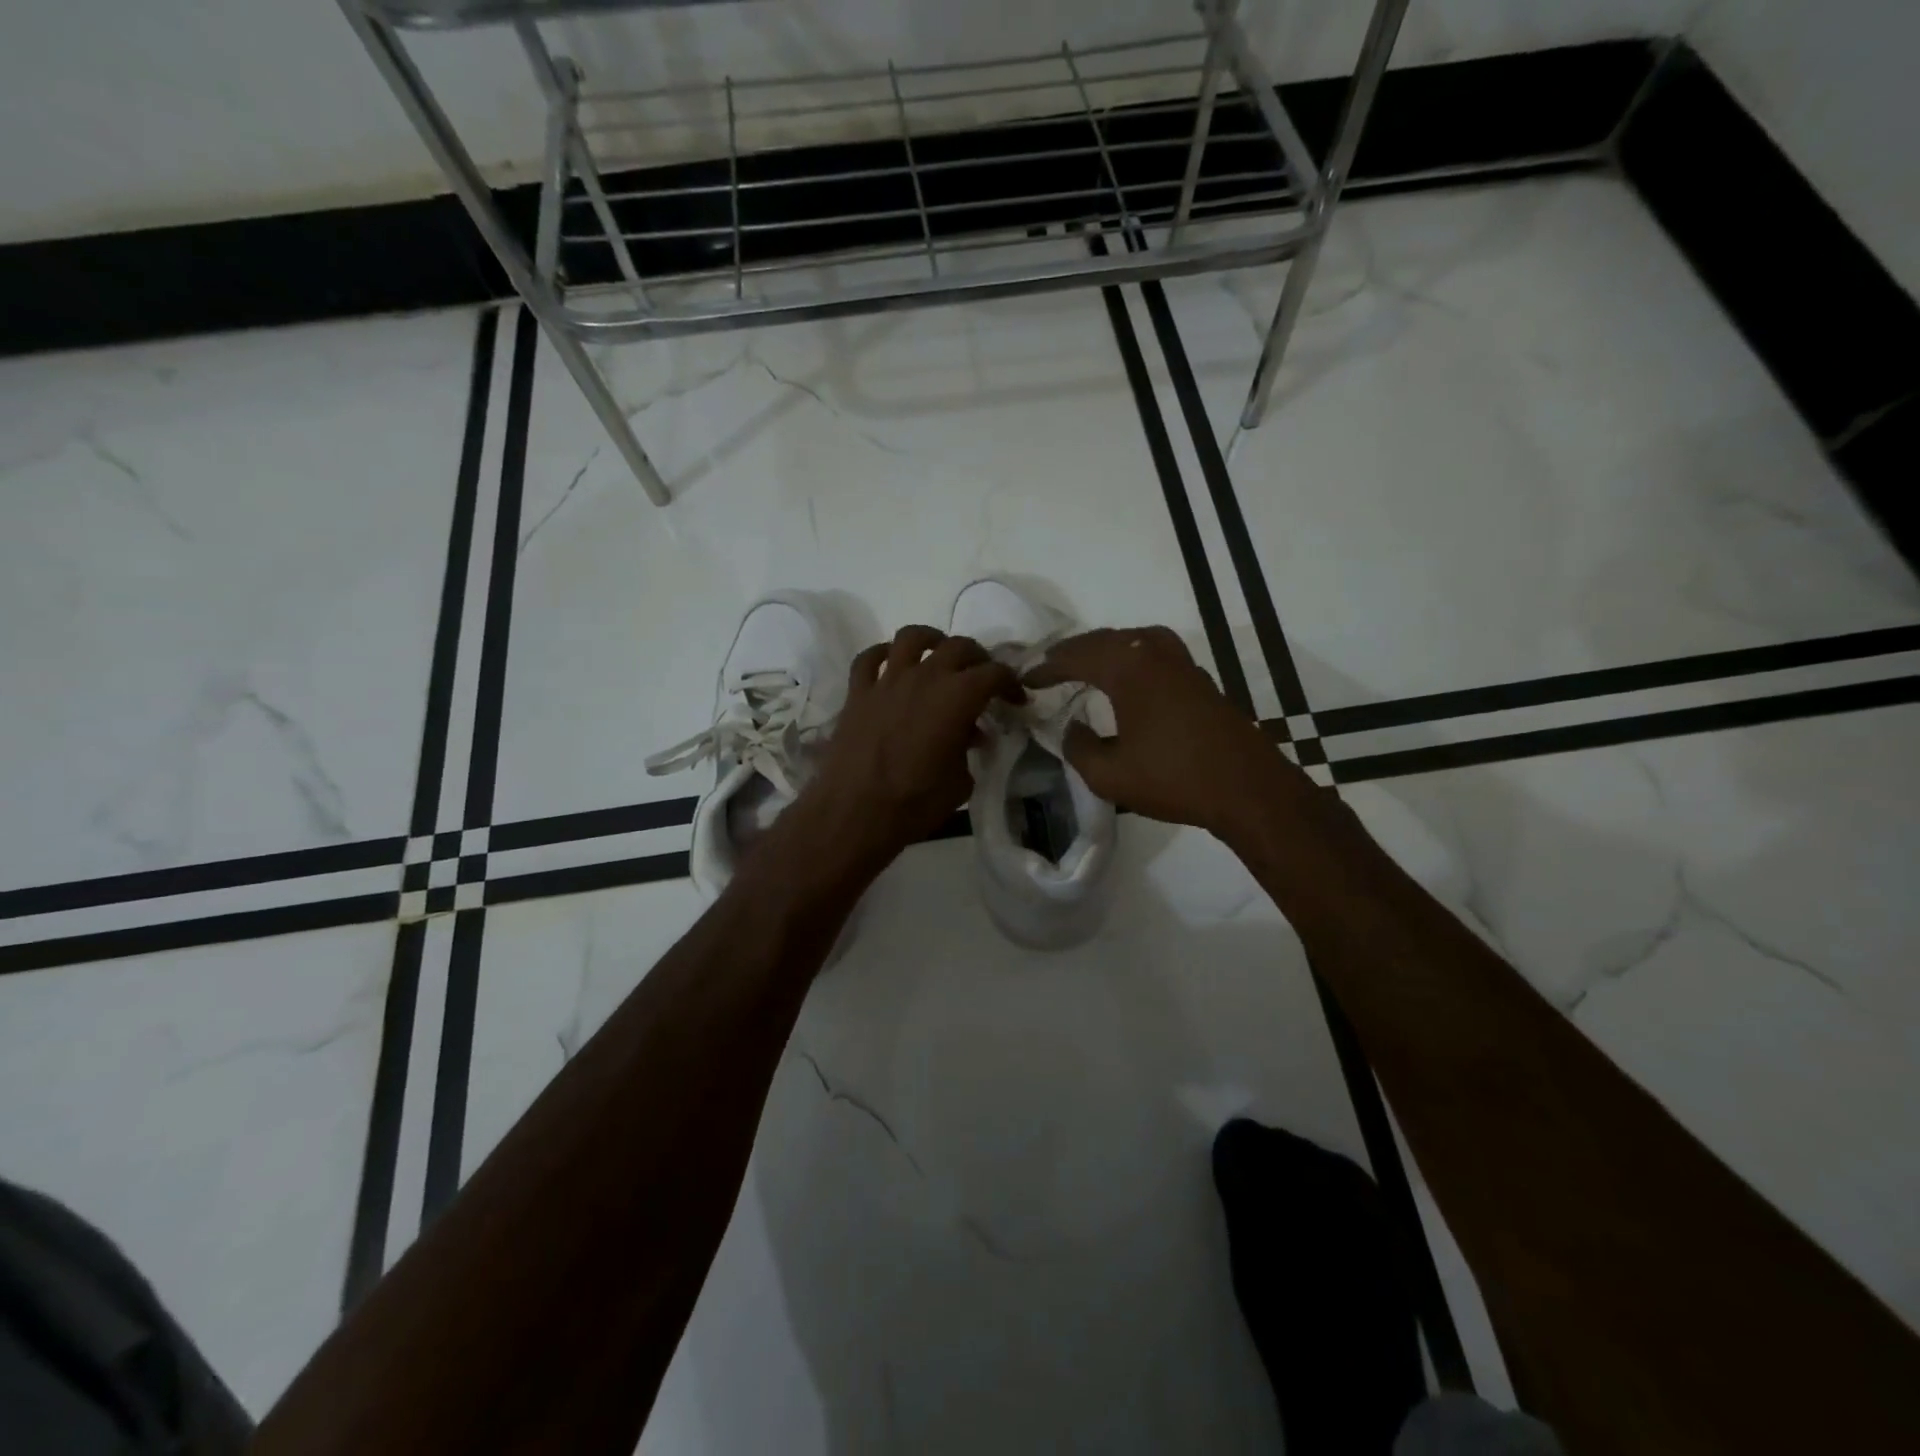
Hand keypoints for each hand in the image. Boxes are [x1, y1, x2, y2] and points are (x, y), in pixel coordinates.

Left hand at [789, 625, 1021, 875]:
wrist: (855, 812)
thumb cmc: (916, 802)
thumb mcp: (960, 782)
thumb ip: (968, 750)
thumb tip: (969, 736)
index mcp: (957, 697)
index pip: (994, 673)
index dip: (1011, 683)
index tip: (1015, 699)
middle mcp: (925, 677)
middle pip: (958, 647)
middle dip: (977, 658)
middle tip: (982, 677)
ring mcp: (888, 680)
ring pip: (911, 637)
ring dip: (931, 640)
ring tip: (938, 653)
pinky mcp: (858, 692)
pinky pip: (869, 658)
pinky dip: (882, 654)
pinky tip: (890, 665)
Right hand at [1027, 626, 1306, 843]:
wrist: (1246, 787)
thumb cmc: (1173, 778)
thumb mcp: (1109, 775)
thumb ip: (1079, 747)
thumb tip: (1073, 728)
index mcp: (1128, 667)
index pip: (1076, 657)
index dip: (1047, 668)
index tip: (1026, 679)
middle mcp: (1154, 652)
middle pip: (1104, 640)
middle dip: (1072, 652)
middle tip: (1049, 667)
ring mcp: (1182, 663)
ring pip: (1133, 640)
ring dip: (1104, 649)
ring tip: (1085, 665)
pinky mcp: (1199, 679)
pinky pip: (1154, 652)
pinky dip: (1130, 656)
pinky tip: (1127, 677)